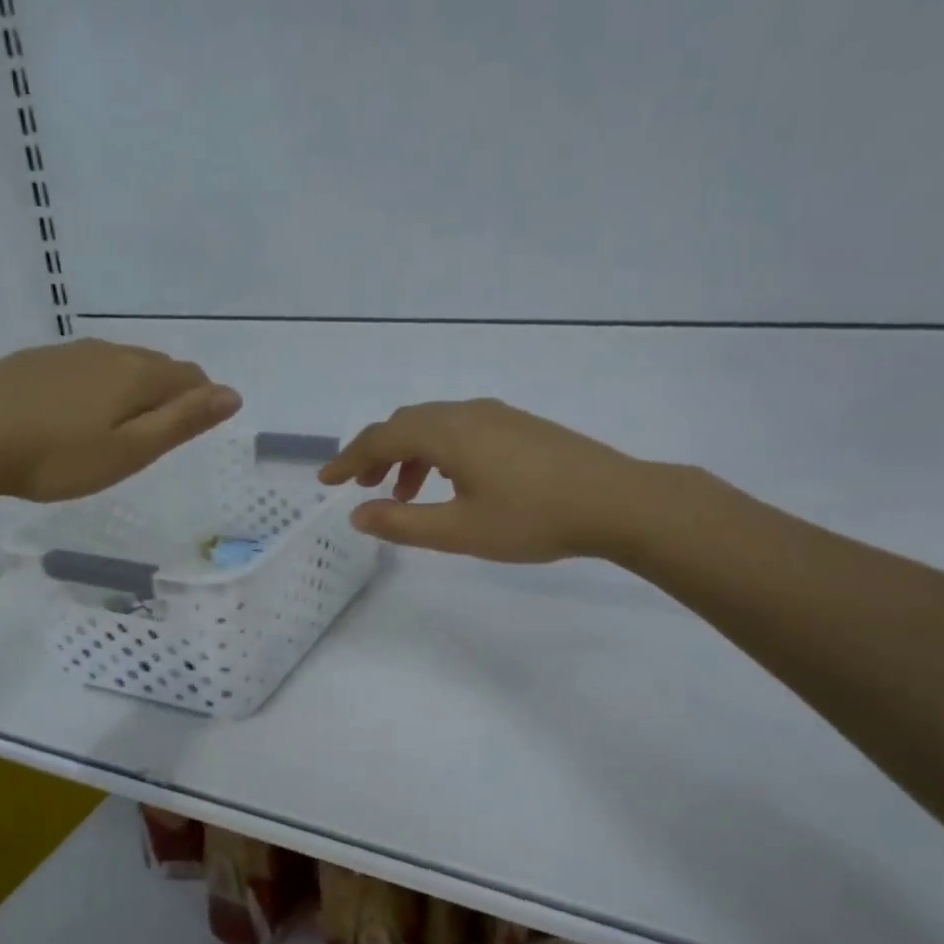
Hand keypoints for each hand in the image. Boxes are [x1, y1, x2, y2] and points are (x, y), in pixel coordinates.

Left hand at [0, 340, 241, 507]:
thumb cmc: (57, 457)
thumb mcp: (130, 450)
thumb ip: (183, 422)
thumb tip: (233, 395)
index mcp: (137, 374)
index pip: (190, 377)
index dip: (202, 401)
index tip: (191, 432)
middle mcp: (108, 352)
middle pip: (157, 366)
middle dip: (170, 393)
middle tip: (158, 435)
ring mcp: (68, 352)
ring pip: (120, 363)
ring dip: (134, 388)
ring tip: (122, 425)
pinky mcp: (35, 360)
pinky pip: (86, 366)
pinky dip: (99, 385)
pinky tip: (78, 411)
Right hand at [318, 399, 642, 561]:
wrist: (617, 501)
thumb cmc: (532, 518)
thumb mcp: (459, 531)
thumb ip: (402, 522)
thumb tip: (357, 514)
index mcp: (446, 432)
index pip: (381, 437)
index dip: (348, 459)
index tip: (326, 481)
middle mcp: (467, 413)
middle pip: (405, 424)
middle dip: (376, 454)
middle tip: (362, 487)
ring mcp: (498, 415)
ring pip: (435, 427)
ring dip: (408, 456)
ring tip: (403, 495)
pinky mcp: (520, 426)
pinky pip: (461, 431)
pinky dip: (438, 453)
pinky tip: (450, 484)